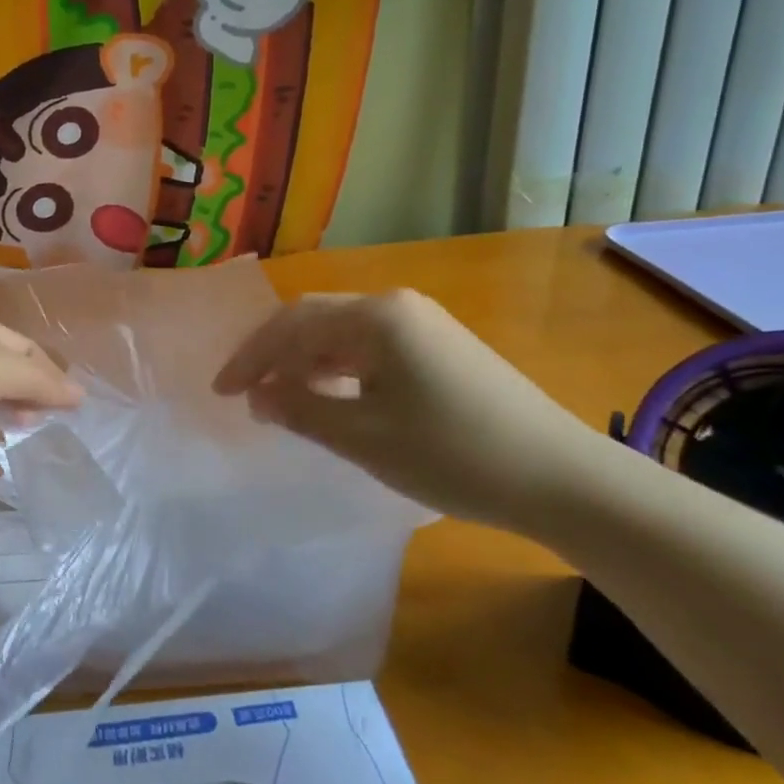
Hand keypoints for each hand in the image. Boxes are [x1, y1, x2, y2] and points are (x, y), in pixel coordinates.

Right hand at [212, 290, 601, 537]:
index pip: (293, 324)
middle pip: (316, 320)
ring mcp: (425, 324)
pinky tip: (333, 398)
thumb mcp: (364, 437)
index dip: (251, 357)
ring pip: (344, 334)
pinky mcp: (442, 348)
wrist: (561, 477)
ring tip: (282, 400)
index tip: (221, 393)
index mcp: (377, 316)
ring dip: (306, 363)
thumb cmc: (453, 454)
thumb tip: (258, 396)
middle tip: (246, 395)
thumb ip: (301, 409)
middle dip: (275, 355)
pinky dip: (340, 370)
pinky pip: (373, 348)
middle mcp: (398, 306)